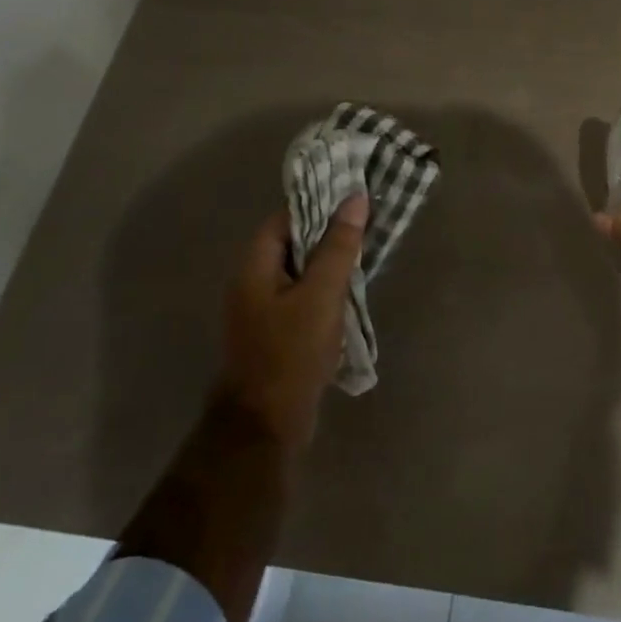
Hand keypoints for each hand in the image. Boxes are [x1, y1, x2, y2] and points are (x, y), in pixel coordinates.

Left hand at [221, 194, 366, 447]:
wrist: (267, 424)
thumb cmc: (292, 352)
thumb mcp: (321, 294)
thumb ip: (339, 246)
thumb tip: (355, 199)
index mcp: (254, 267)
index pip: (284, 219)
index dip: (316, 204)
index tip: (352, 197)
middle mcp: (252, 284)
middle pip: (291, 244)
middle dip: (328, 232)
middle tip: (367, 223)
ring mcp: (262, 312)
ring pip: (299, 272)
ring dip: (329, 262)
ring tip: (366, 253)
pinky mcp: (276, 334)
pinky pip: (302, 297)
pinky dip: (325, 289)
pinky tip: (350, 293)